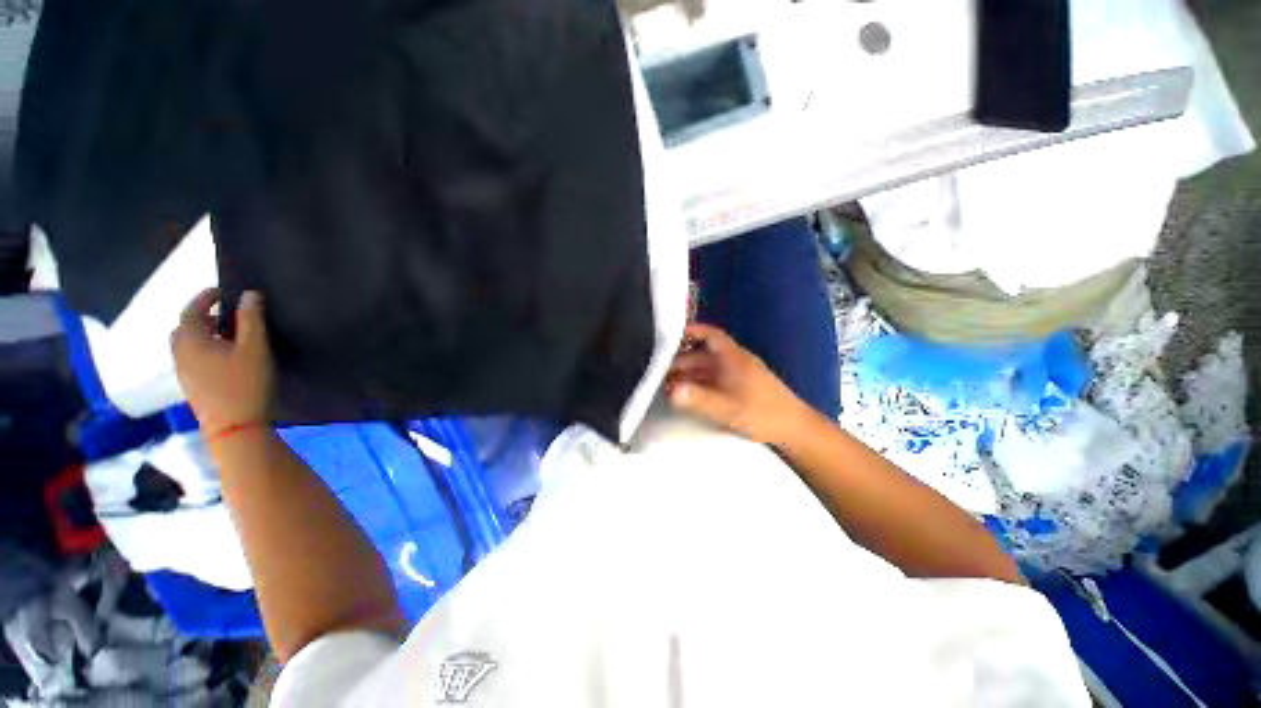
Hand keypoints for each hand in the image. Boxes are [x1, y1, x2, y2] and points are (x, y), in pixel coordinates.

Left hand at [171, 289, 274, 437]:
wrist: (235, 428)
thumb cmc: (246, 383)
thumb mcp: (255, 348)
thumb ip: (251, 319)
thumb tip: (250, 295)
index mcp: (191, 341)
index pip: (191, 310)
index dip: (205, 297)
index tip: (222, 291)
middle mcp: (180, 354)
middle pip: (183, 328)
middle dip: (201, 317)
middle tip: (225, 315)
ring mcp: (184, 373)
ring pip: (186, 345)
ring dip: (202, 335)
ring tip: (226, 336)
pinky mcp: (192, 387)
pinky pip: (191, 359)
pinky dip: (203, 350)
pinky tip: (223, 358)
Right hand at [666, 323, 812, 445]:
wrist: (794, 429)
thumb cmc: (763, 413)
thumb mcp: (728, 407)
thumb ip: (699, 399)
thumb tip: (671, 391)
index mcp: (732, 357)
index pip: (709, 334)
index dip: (689, 331)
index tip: (668, 335)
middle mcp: (732, 362)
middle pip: (701, 353)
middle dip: (678, 359)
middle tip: (656, 369)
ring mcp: (734, 375)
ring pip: (704, 368)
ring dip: (685, 373)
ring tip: (664, 383)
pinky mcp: (736, 388)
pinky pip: (710, 380)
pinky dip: (695, 383)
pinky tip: (684, 393)